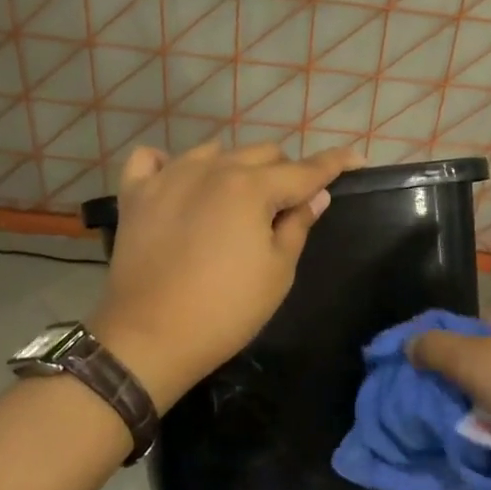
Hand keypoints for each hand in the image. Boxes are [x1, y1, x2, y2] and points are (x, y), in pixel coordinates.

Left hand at [90, 140, 360, 409]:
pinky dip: (171, 165)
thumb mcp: (278, 271)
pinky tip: (180, 183)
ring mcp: (168, 177)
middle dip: (285, 171)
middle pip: (262, 153)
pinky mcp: (136, 194)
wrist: (150, 337)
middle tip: (290, 203)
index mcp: (251, 188)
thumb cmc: (227, 310)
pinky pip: (153, 160)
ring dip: (236, 168)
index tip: (355, 160)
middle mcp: (211, 169)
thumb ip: (298, 225)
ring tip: (238, 199)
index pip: (304, 169)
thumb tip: (316, 194)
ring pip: (214, 152)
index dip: (334, 164)